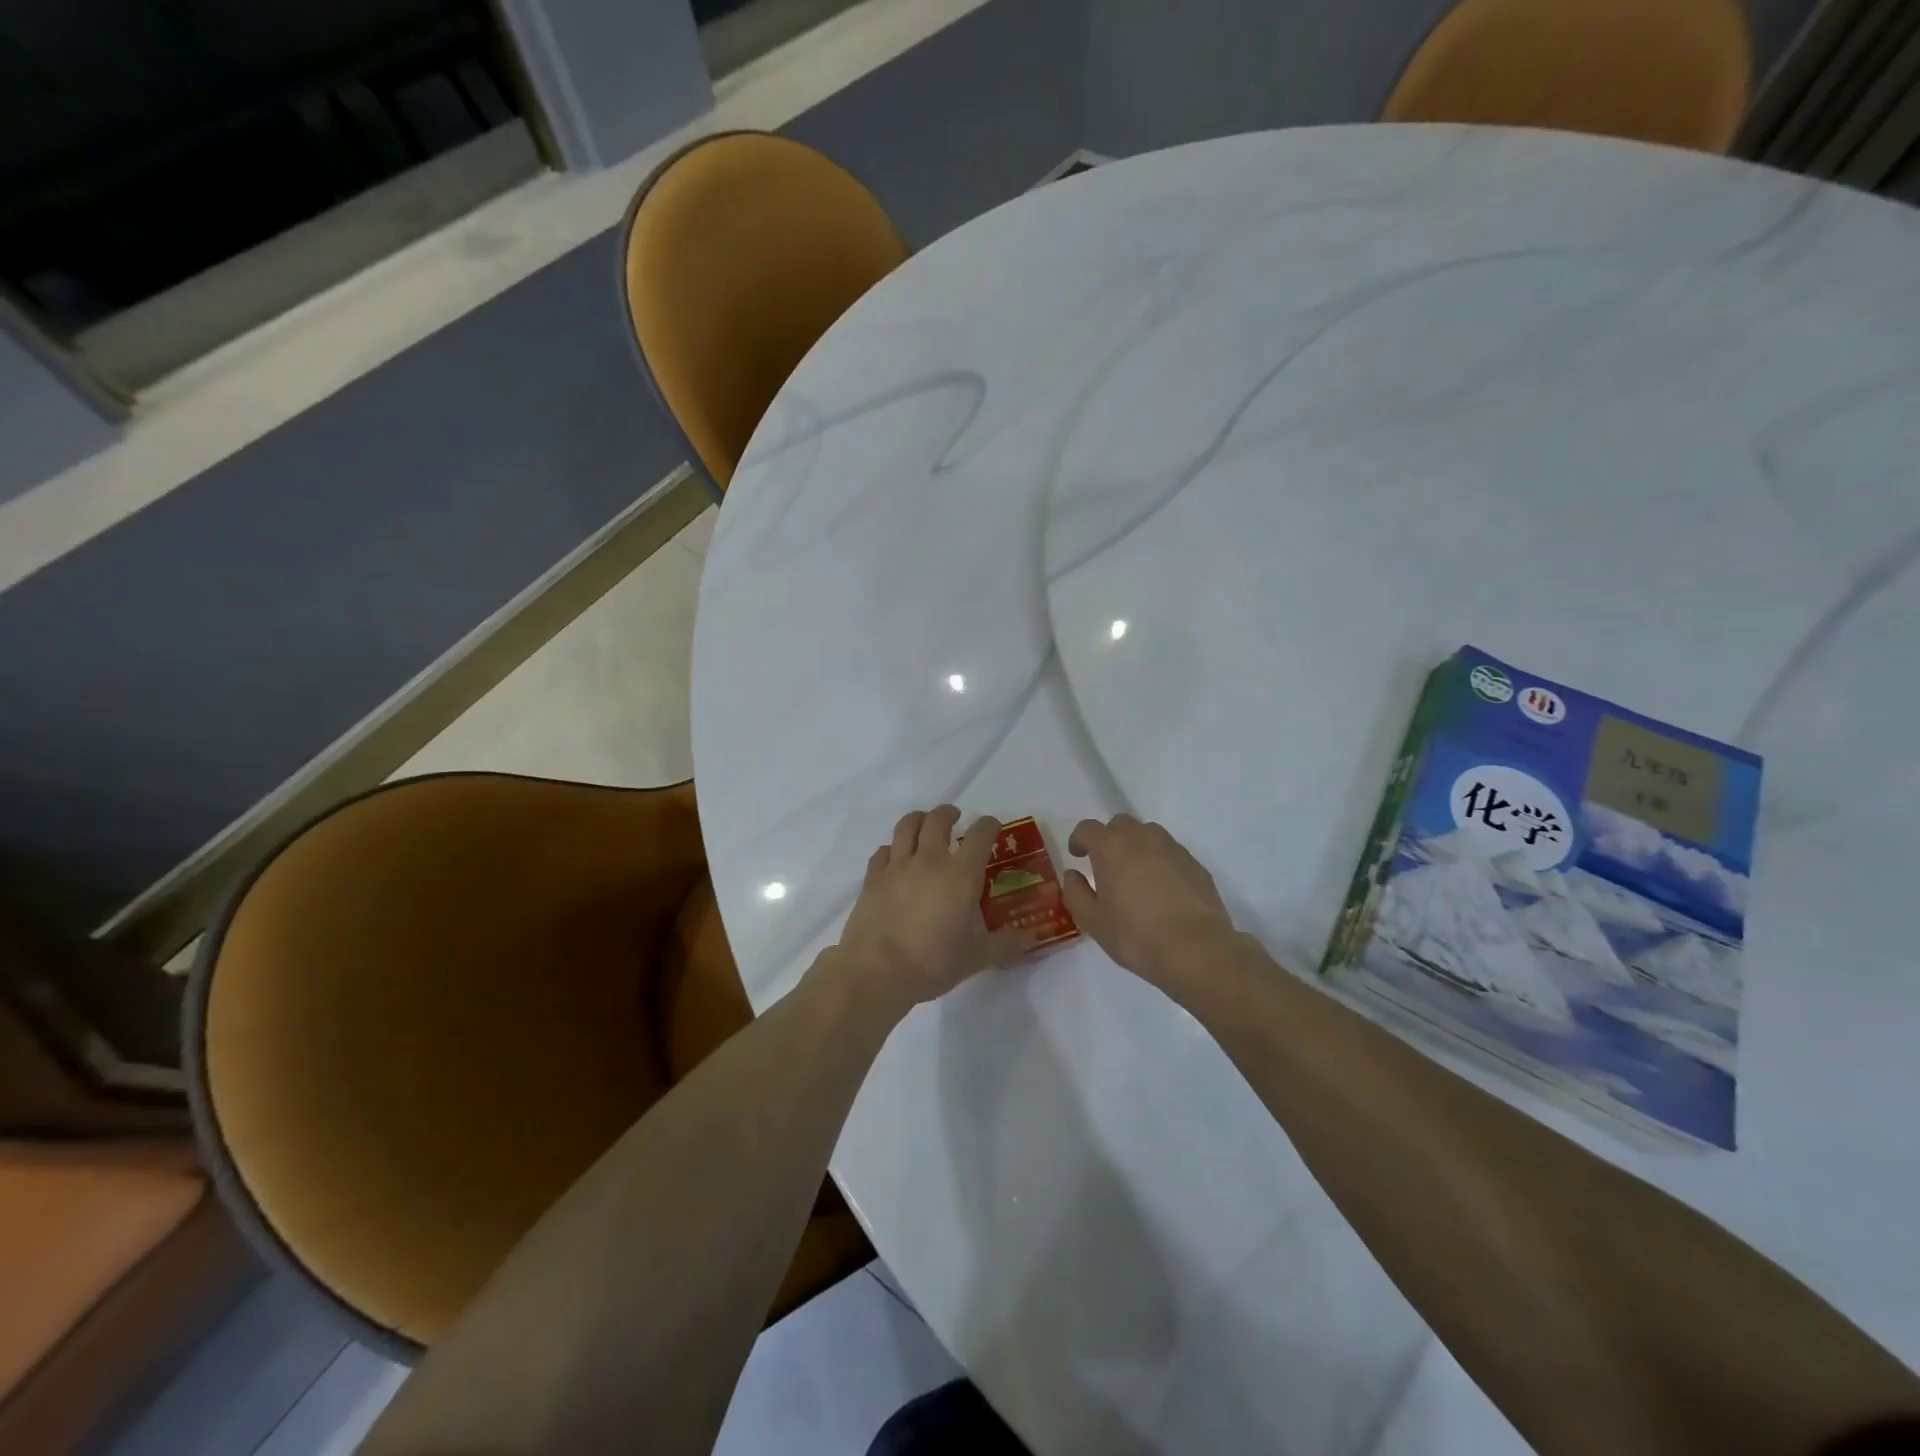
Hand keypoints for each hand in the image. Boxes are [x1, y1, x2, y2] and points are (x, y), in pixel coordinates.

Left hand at [834, 806, 1036, 1012]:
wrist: (877, 971)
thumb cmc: (933, 962)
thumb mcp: (976, 957)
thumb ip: (1005, 943)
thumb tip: (1032, 938)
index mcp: (961, 874)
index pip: (980, 835)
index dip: (988, 825)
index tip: (992, 826)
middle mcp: (930, 860)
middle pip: (938, 819)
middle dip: (949, 813)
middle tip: (955, 818)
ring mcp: (897, 866)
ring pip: (907, 825)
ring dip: (919, 819)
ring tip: (924, 824)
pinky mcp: (873, 877)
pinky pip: (883, 851)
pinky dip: (893, 848)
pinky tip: (895, 859)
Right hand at [1062, 815, 1238, 987]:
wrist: (1195, 949)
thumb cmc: (1135, 935)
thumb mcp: (1092, 921)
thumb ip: (1076, 893)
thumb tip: (1073, 875)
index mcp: (1111, 847)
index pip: (1088, 828)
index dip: (1079, 839)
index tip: (1077, 855)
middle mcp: (1142, 838)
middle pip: (1120, 824)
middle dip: (1109, 838)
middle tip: (1106, 864)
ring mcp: (1173, 849)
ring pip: (1149, 835)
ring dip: (1137, 846)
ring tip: (1136, 875)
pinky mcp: (1196, 865)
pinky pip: (1171, 853)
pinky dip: (1161, 862)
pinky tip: (1163, 890)